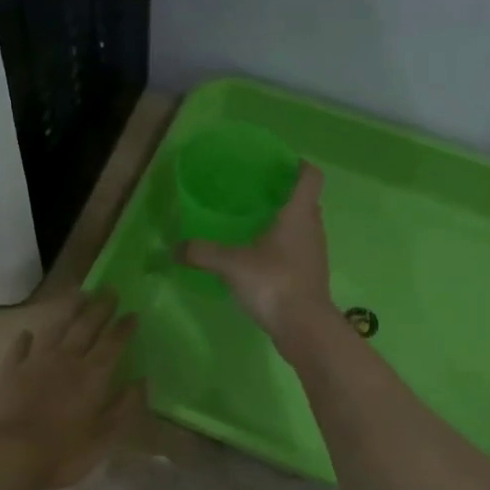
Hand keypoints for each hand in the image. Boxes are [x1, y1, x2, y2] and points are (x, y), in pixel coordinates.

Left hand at [0, 292, 141, 489]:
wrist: (7, 454)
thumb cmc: (61, 453)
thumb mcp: (102, 437)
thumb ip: (123, 408)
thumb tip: (141, 382)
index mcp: (92, 375)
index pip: (113, 343)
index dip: (124, 328)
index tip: (133, 313)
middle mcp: (66, 359)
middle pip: (86, 327)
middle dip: (100, 308)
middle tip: (108, 290)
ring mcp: (35, 361)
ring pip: (55, 328)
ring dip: (68, 310)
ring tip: (77, 294)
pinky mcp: (9, 370)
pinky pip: (20, 347)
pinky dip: (26, 338)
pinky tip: (29, 333)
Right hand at [180, 163, 337, 348]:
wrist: (303, 326)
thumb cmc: (274, 282)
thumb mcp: (232, 265)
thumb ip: (203, 253)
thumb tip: (175, 248)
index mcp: (298, 215)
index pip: (310, 177)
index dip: (299, 166)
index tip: (283, 163)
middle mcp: (312, 229)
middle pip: (306, 202)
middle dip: (286, 195)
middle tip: (259, 195)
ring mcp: (314, 254)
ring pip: (303, 228)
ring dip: (286, 224)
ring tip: (256, 226)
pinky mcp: (310, 276)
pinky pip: (298, 252)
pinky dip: (284, 248)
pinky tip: (261, 259)